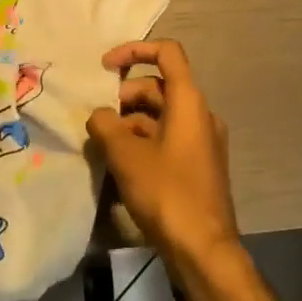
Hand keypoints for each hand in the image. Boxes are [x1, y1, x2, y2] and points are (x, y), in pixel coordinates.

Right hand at [87, 39, 241, 269]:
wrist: (204, 250)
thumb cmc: (167, 193)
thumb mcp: (126, 155)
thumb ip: (106, 126)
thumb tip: (98, 116)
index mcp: (189, 101)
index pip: (167, 53)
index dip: (134, 51)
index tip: (105, 67)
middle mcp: (200, 114)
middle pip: (159, 87)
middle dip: (124, 96)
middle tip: (98, 119)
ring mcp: (202, 142)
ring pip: (161, 116)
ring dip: (131, 122)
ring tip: (103, 144)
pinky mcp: (199, 166)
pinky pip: (168, 139)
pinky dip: (143, 141)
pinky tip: (120, 165)